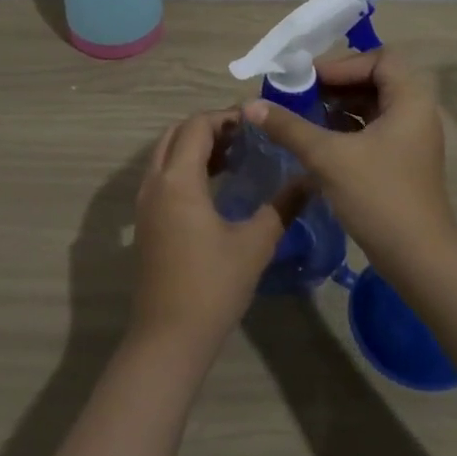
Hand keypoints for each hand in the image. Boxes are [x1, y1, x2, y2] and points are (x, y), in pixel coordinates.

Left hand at [130, 110, 298, 356]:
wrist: (168, 338)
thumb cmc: (213, 287)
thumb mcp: (255, 244)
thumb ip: (282, 206)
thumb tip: (310, 179)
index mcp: (178, 180)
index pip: (197, 126)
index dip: (225, 117)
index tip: (256, 122)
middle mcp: (155, 183)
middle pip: (176, 134)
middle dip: (208, 128)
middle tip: (245, 137)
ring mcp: (145, 203)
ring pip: (165, 154)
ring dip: (195, 147)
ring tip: (235, 157)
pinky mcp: (145, 222)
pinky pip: (162, 176)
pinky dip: (185, 167)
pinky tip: (216, 186)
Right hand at [241, 49, 456, 274]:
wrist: (419, 260)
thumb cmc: (379, 197)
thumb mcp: (328, 157)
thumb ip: (289, 127)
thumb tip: (250, 105)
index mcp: (410, 100)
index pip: (379, 59)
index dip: (342, 64)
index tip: (309, 80)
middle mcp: (416, 113)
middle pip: (374, 80)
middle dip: (335, 85)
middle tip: (298, 95)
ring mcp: (411, 139)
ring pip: (371, 107)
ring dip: (338, 107)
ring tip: (302, 115)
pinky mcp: (402, 161)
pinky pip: (372, 130)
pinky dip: (346, 129)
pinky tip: (317, 141)